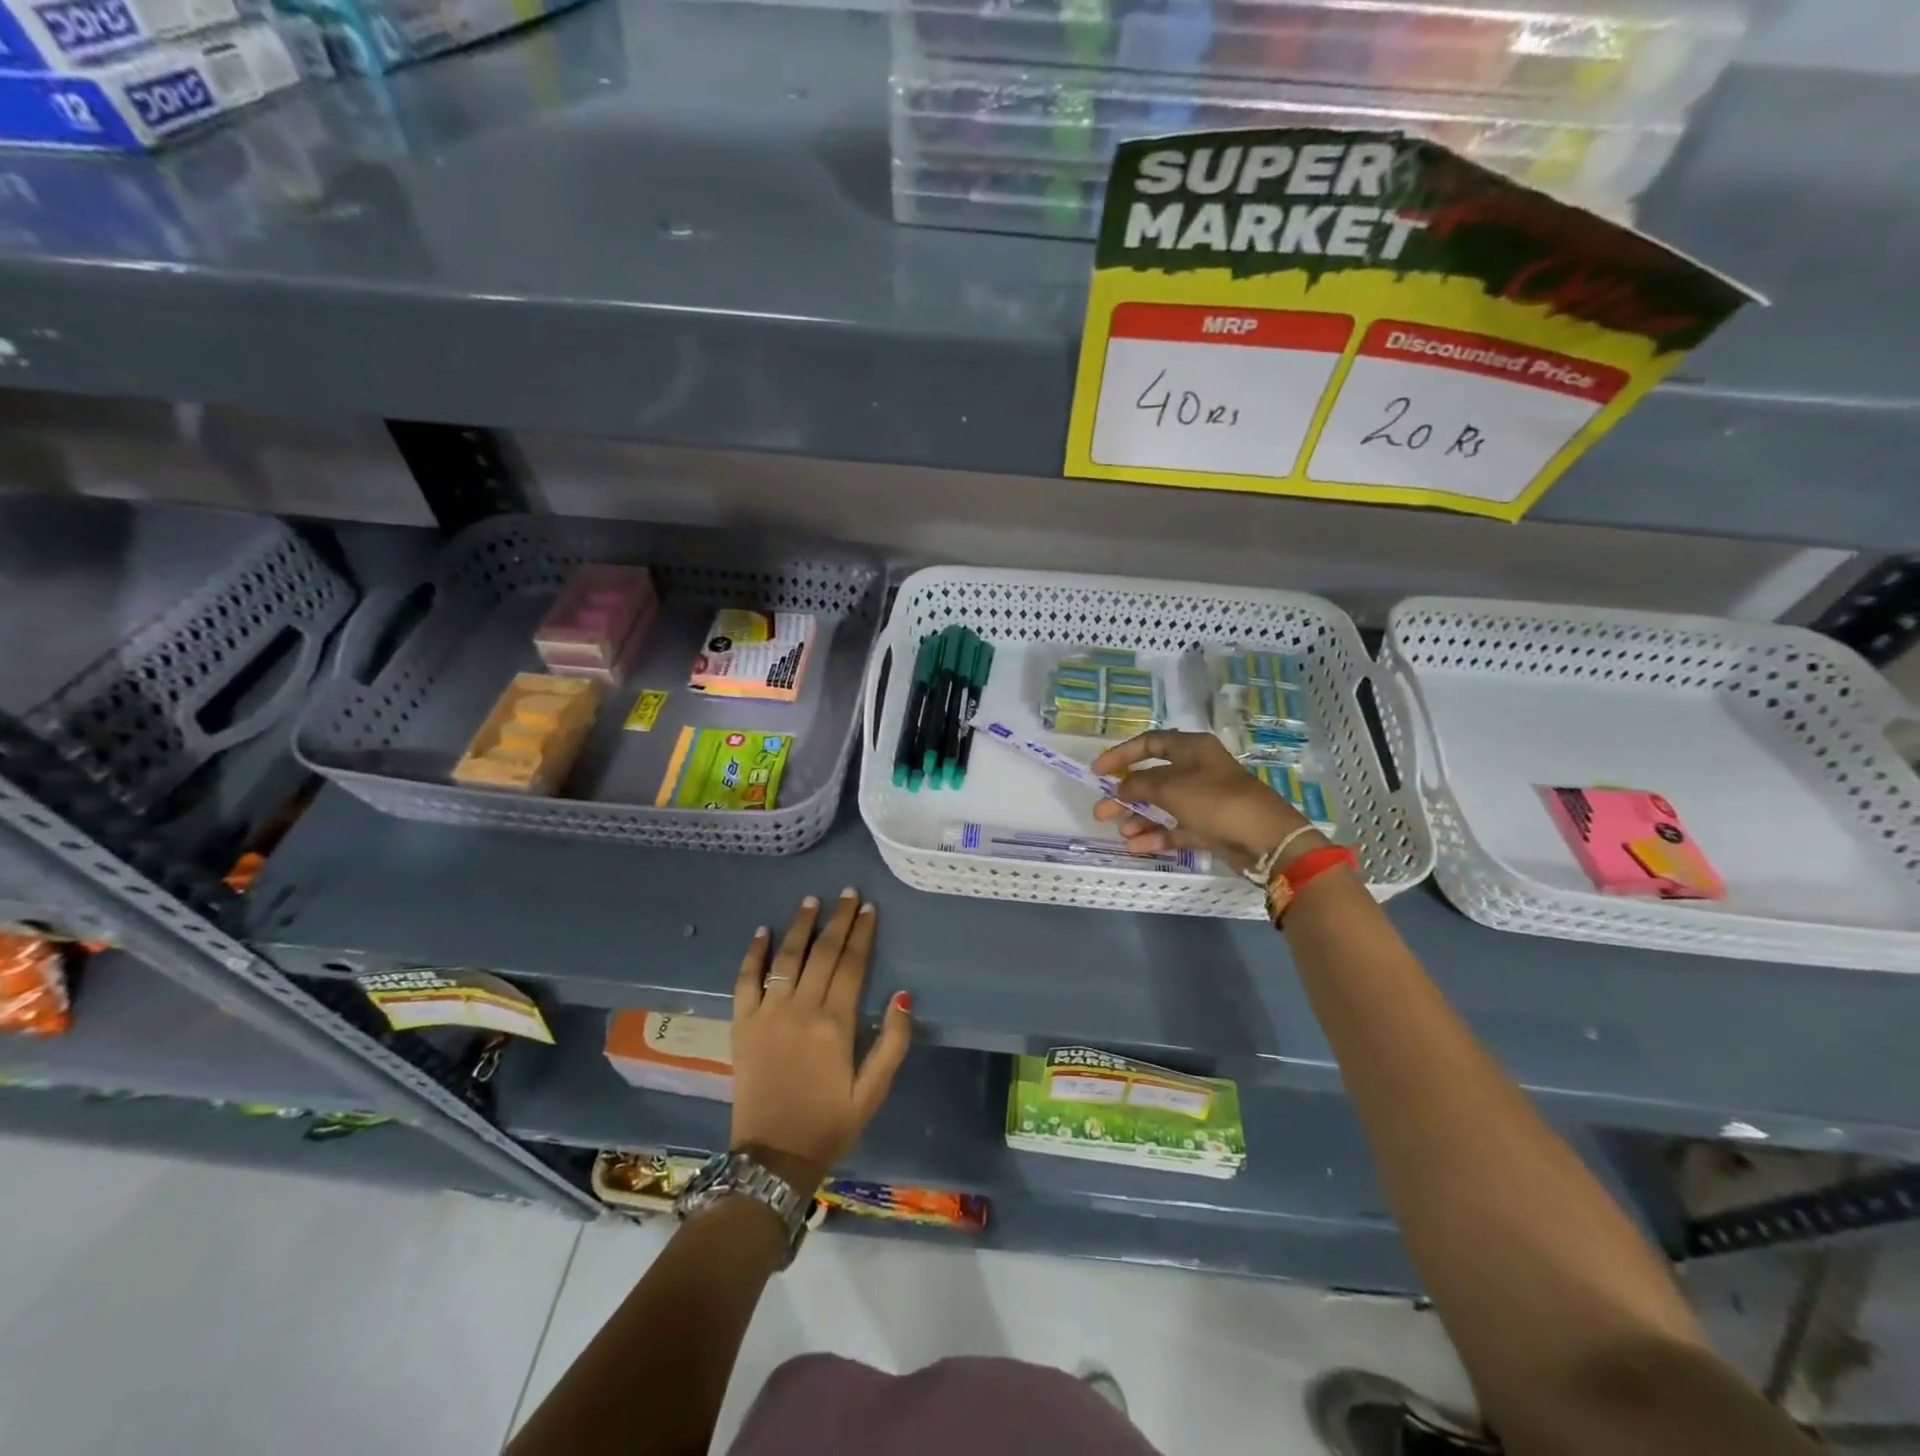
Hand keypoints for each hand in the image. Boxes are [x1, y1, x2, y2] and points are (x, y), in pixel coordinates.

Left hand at [730, 891, 911, 1192]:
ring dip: (800, 926)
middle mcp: (801, 1010)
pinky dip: (754, 954)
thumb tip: (903, 995)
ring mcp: (768, 1015)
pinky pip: (745, 981)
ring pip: (786, 959)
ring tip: (811, 900)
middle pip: (823, 953)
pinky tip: (762, 931)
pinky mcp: (742, 1026)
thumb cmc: (829, 1124)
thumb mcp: (872, 1092)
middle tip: (847, 893)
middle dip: (838, 920)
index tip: (869, 907)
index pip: (852, 965)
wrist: (772, 1158)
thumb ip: (892, 1043)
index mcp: (836, 1025)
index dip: (862, 933)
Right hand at [1092, 730, 1320, 874]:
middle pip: (1153, 778)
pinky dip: (1157, 836)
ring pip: (1163, 805)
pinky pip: (1176, 827)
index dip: (1122, 755)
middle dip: (1126, 795)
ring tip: (1120, 833)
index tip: (1098, 771)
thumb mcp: (1171, 788)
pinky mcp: (1209, 826)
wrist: (1265, 839)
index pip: (1149, 743)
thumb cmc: (1216, 801)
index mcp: (1192, 749)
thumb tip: (1119, 788)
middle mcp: (1197, 770)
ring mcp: (1204, 800)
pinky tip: (1137, 847)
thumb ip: (1139, 785)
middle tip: (1101, 811)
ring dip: (1139, 818)